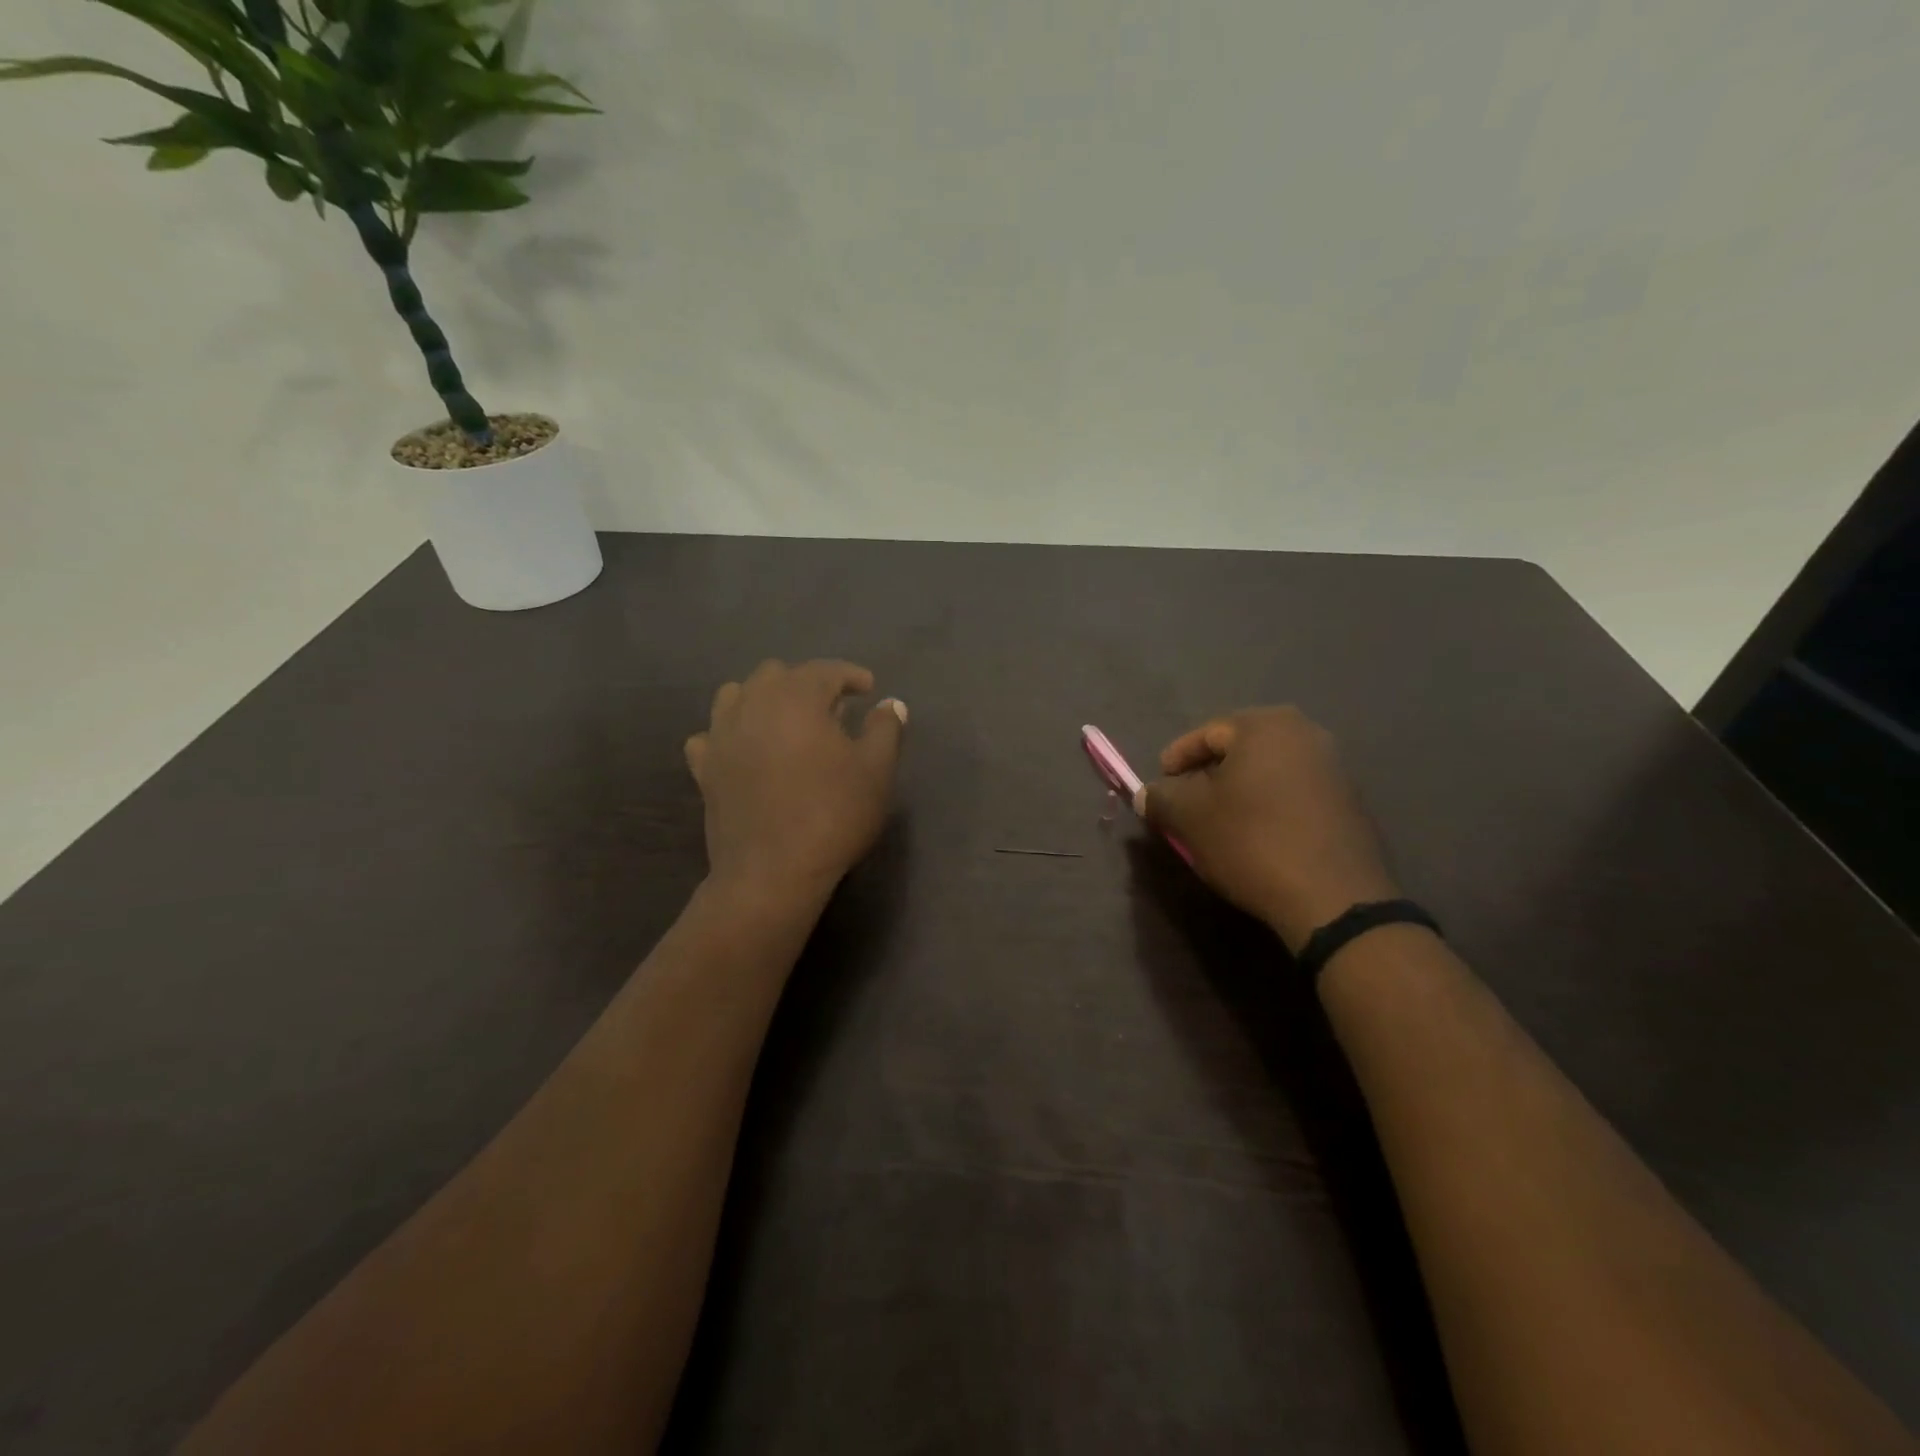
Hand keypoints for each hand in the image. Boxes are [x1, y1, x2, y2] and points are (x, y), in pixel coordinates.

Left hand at [684, 660, 906, 906]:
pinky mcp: (704, 768)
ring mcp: (721, 736)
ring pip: (736, 694)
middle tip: (832, 709)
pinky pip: (711, 734)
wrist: (771, 873)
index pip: (825, 670)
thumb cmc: (832, 816)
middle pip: (776, 673)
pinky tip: (746, 749)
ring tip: (786, 722)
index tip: (869, 690)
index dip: (851, 675)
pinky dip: (730, 733)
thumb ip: (885, 729)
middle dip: (806, 683)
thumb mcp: (876, 771)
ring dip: (764, 698)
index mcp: (797, 698)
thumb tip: (891, 704)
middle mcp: (753, 705)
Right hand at [1140, 708, 1400, 951]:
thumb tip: (1145, 794)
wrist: (1334, 898)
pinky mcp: (1350, 803)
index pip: (1207, 733)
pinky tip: (1256, 835)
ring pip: (1268, 771)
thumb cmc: (1251, 841)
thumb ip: (1161, 797)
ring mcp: (1334, 768)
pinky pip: (1294, 793)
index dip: (1177, 758)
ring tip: (1218, 821)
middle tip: (1187, 802)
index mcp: (1266, 726)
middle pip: (1240, 749)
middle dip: (1209, 774)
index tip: (1161, 784)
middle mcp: (1306, 734)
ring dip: (1239, 791)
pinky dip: (1269, 806)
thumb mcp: (1189, 818)